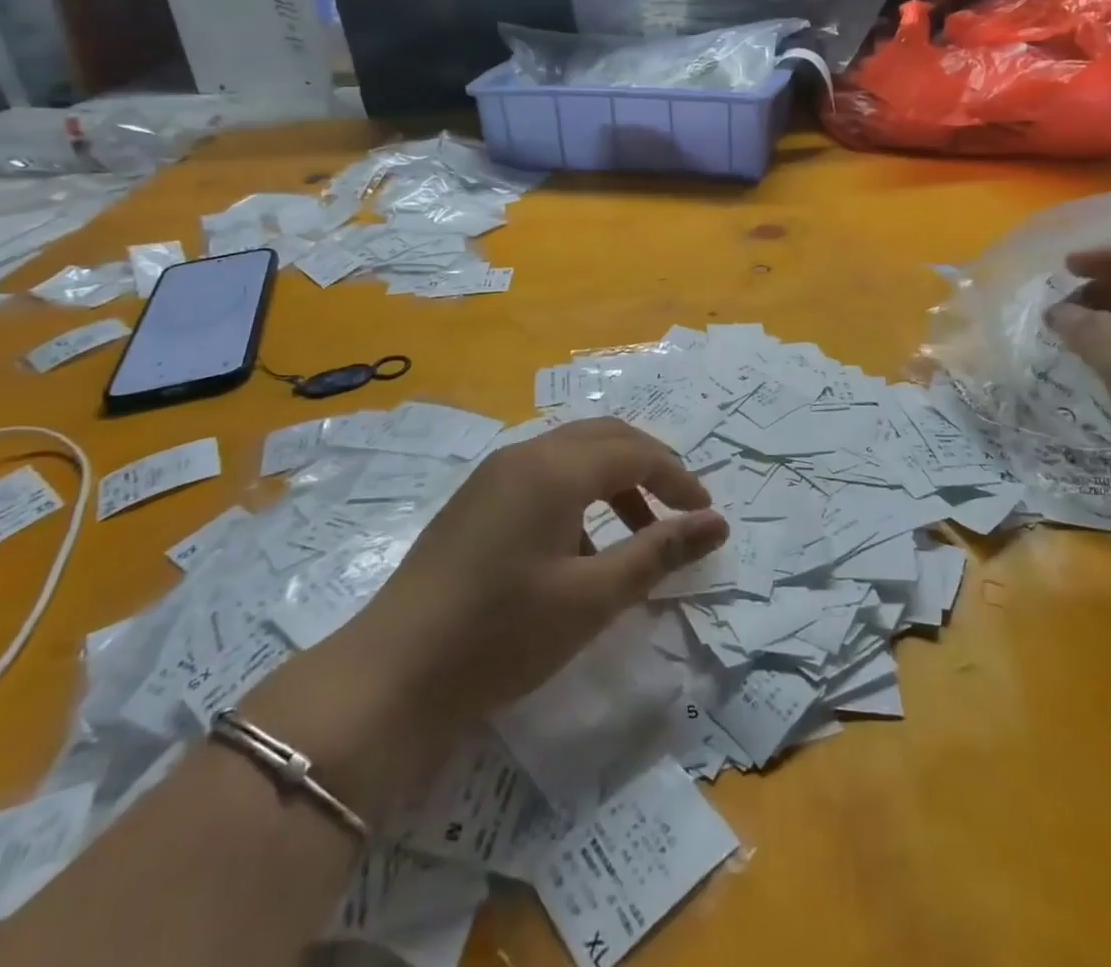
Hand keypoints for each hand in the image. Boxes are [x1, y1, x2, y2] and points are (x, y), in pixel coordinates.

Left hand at [245, 420, 727, 811]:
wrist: (393, 673)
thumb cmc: (502, 634)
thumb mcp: (592, 598)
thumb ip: (658, 552)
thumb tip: (717, 523)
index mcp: (555, 468)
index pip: (636, 451)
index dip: (678, 478)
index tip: (707, 517)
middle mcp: (525, 454)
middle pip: (604, 437)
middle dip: (649, 467)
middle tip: (679, 511)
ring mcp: (494, 474)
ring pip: (572, 455)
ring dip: (614, 482)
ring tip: (636, 537)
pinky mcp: (476, 499)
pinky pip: (543, 476)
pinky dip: (578, 496)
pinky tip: (580, 552)